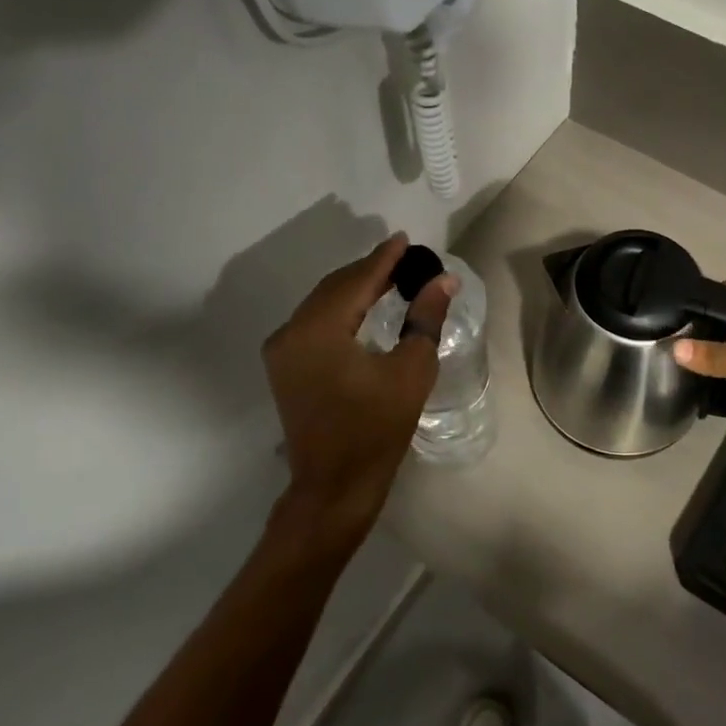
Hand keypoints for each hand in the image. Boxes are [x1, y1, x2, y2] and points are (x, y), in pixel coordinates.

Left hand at [262, 234, 454, 554]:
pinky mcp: (285, 368)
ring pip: (322, 304)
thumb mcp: (410, 371)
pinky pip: (314, 324)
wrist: (335, 485)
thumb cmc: (377, 430)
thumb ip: (425, 318)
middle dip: (369, 271)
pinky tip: (363, 309)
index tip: (406, 240)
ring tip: (389, 279)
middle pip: (334, 288)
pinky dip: (340, 311)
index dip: (384, 259)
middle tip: (404, 260)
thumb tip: (443, 279)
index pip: (356, 281)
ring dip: (353, 289)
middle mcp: (291, 332)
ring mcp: (282, 351)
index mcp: (319, 330)